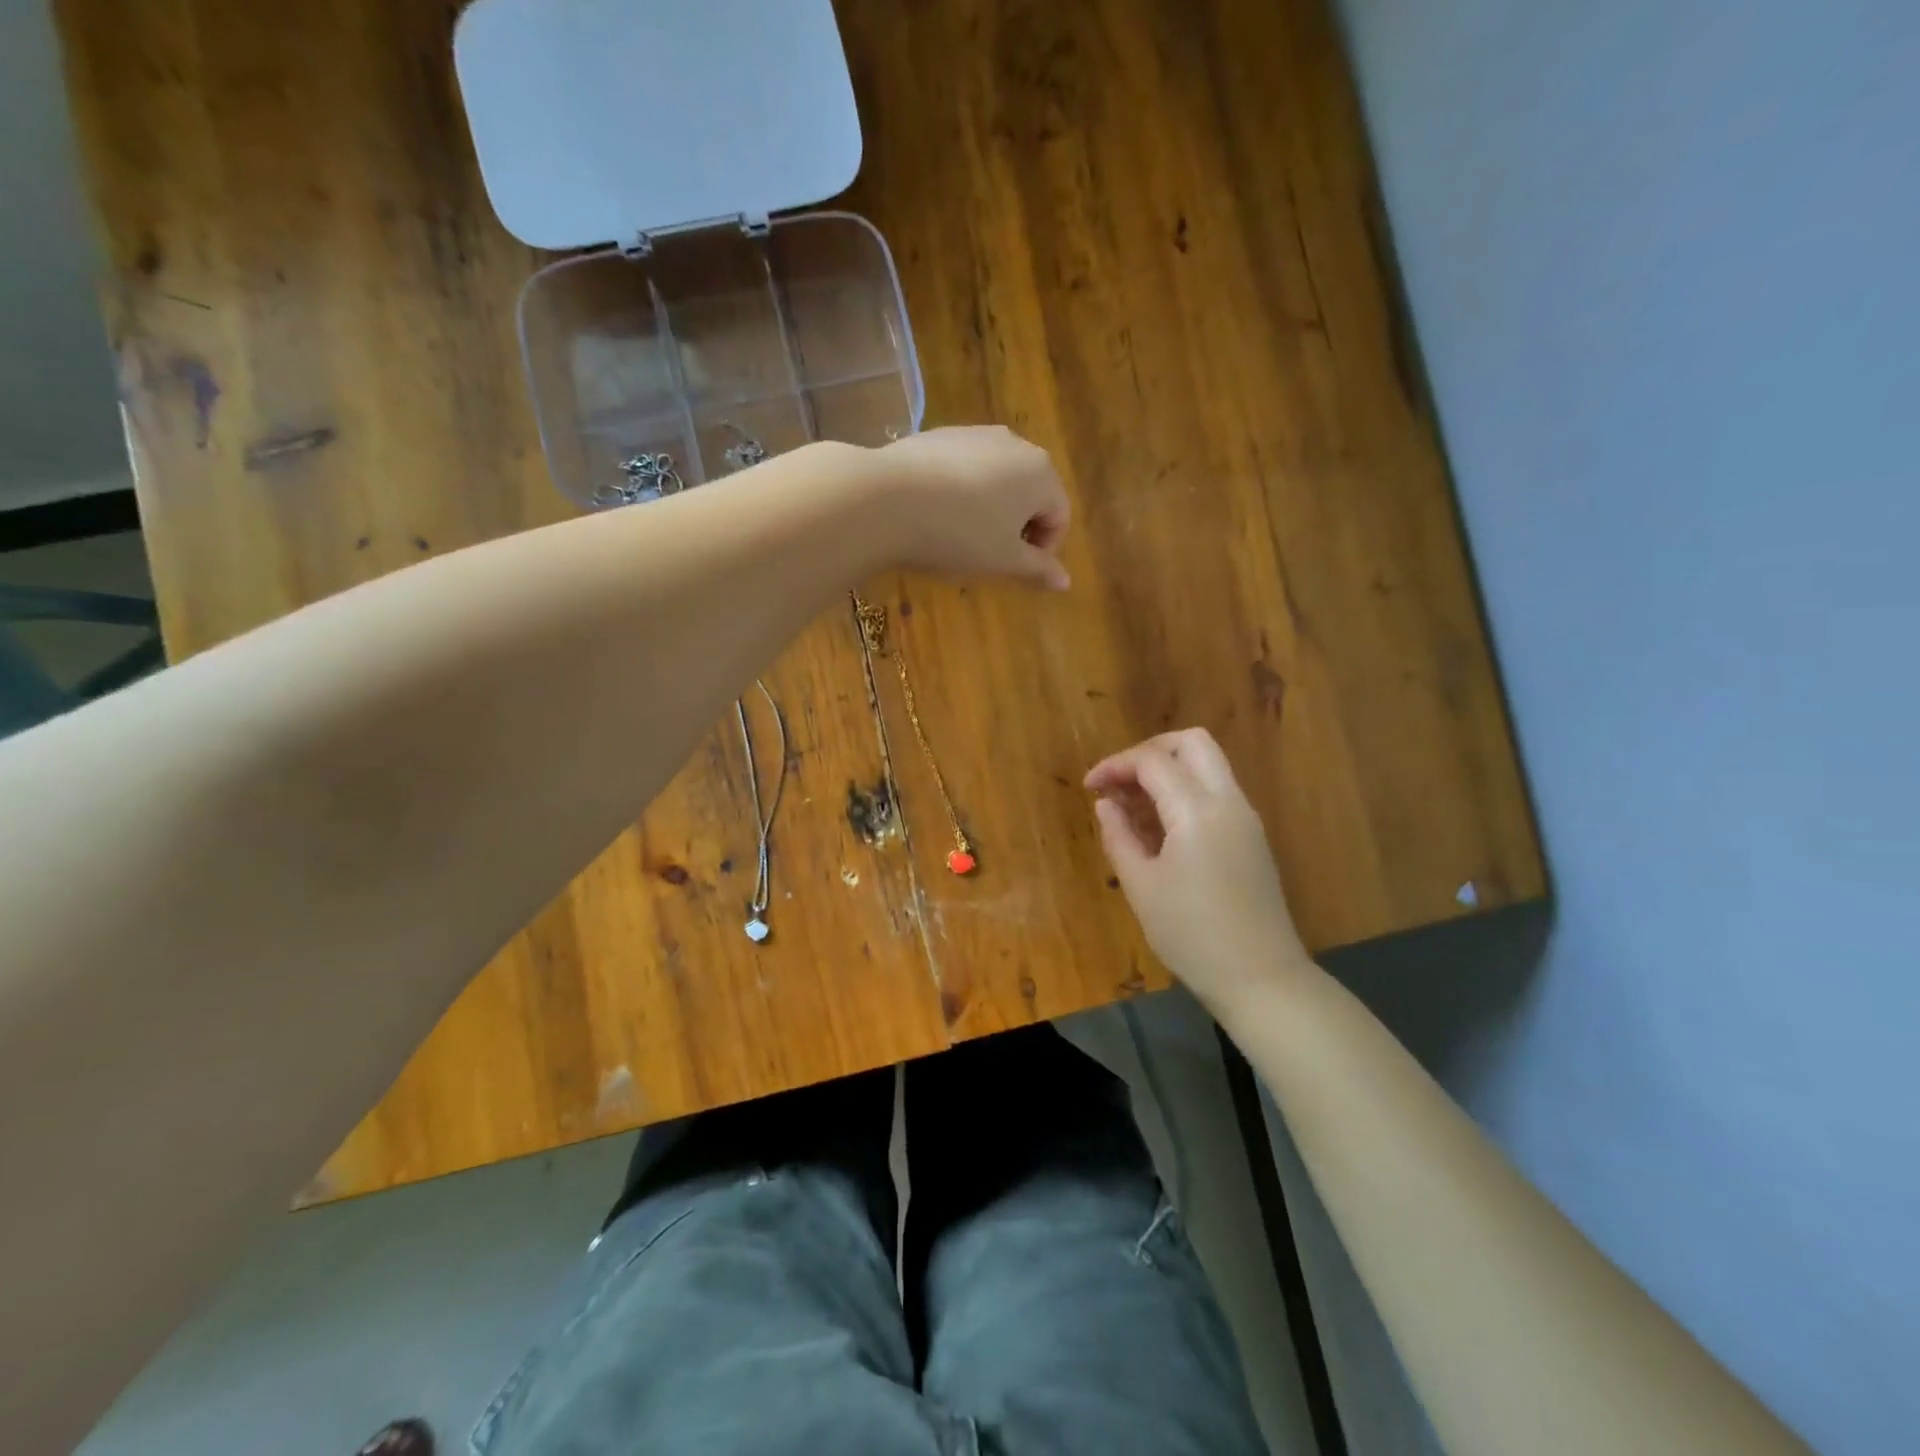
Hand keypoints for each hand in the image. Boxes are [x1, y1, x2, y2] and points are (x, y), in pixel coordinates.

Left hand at [873, 426, 1071, 589]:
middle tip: (990, 555)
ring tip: (961, 535)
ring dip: (990, 509)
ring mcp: (975, 434)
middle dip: (1017, 526)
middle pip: (1030, 492)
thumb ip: (1038, 568)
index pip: (1059, 516)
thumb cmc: (958, 536)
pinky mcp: (940, 435)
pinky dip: (962, 491)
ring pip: (997, 479)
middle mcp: (1015, 444)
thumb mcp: (1003, 560)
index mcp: (1041, 473)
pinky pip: (965, 468)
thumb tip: (1066, 581)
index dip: (1043, 550)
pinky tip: (937, 513)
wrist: (885, 500)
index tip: (1016, 571)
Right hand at [1085, 728, 1314, 1019]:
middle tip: (1120, 781)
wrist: (1261, 977)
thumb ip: (1119, 836)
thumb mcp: (1141, 887)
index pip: (1152, 761)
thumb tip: (1105, 805)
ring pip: (1208, 764)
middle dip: (1149, 751)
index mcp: (1197, 811)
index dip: (1115, 765)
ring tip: (1133, 804)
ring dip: (1169, 770)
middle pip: (1192, 743)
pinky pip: (1217, 790)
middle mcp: (1228, 801)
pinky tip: (1160, 824)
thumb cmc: (1191, 934)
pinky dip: (1186, 790)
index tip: (1090, 787)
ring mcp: (1246, 817)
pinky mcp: (1252, 836)